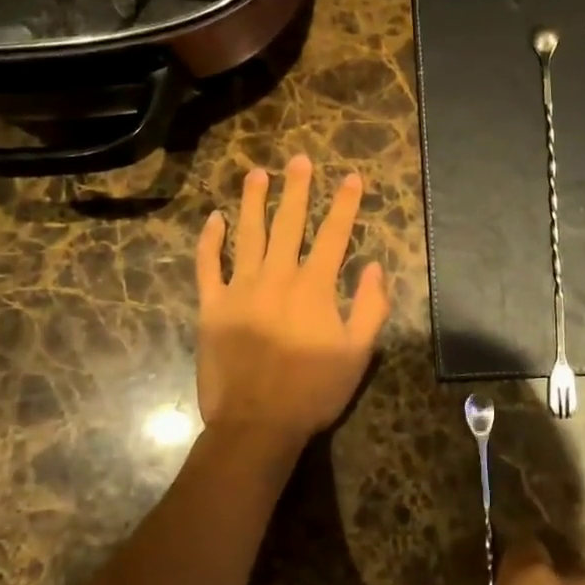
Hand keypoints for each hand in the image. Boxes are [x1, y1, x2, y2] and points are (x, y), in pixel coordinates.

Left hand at [194, 156, 389, 447]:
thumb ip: (371, 307)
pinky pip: (208, 265)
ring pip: (247, 234)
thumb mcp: (358, 354)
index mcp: (314, 287)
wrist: (256, 424)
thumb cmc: (313, 391)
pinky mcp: (212, 306)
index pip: (334, 235)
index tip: (352, 177)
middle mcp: (277, 276)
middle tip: (299, 160)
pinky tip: (215, 218)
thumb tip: (376, 266)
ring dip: (253, 201)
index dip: (345, 204)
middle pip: (289, 223)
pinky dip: (210, 240)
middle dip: (297, 189)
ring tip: (257, 173)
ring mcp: (240, 289)